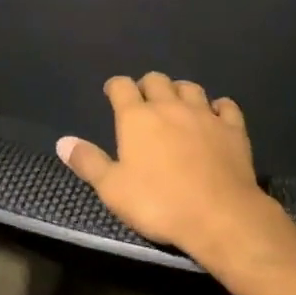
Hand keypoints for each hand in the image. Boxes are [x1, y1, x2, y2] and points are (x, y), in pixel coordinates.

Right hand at [56, 72, 272, 255]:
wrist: (219, 215)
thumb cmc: (159, 203)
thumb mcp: (113, 189)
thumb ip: (88, 162)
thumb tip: (63, 141)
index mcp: (137, 117)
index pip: (122, 86)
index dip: (116, 86)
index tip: (112, 93)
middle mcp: (169, 106)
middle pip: (156, 80)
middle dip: (147, 86)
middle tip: (144, 102)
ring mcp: (204, 114)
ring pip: (190, 87)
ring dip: (180, 91)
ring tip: (177, 104)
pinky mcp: (232, 128)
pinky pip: (225, 105)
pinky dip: (218, 107)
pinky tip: (215, 114)